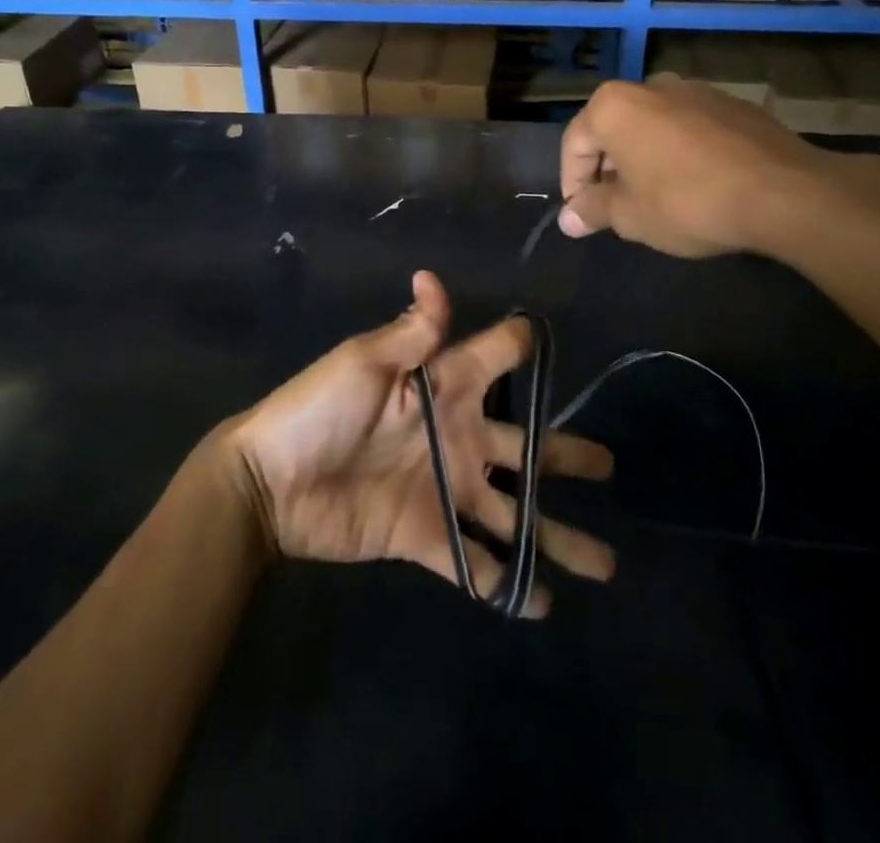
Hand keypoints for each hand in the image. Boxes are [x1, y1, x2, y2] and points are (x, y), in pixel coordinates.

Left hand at [227, 271, 614, 616]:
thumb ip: (409, 333)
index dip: (524, 347)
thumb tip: (430, 276)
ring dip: (556, 536)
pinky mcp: (427, 536)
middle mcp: (456, 436)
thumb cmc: (317, 410)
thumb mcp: (363, 363)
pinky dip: (508, 584)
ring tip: (606, 563)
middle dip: (567, 456)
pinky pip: (475, 563)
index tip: (557, 345)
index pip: (496, 358)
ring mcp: (445, 489)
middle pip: (525, 445)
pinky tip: (543, 603)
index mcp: (442, 386)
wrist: (269, 484)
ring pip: (514, 513)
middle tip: (609, 468)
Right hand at [558, 78, 853, 258]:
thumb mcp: (630, 216)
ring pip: (652, 127)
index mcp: (613, 105)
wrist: (785, 193)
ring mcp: (696, 91)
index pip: (574, 144)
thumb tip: (567, 219)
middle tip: (616, 208)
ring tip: (656, 198)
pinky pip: (689, 129)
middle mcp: (650, 86)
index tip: (582, 215)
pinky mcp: (733, 105)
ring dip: (644, 160)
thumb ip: (592, 211)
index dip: (572, 184)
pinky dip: (680, 153)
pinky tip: (696, 185)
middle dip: (608, 170)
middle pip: (613, 130)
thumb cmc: (687, 202)